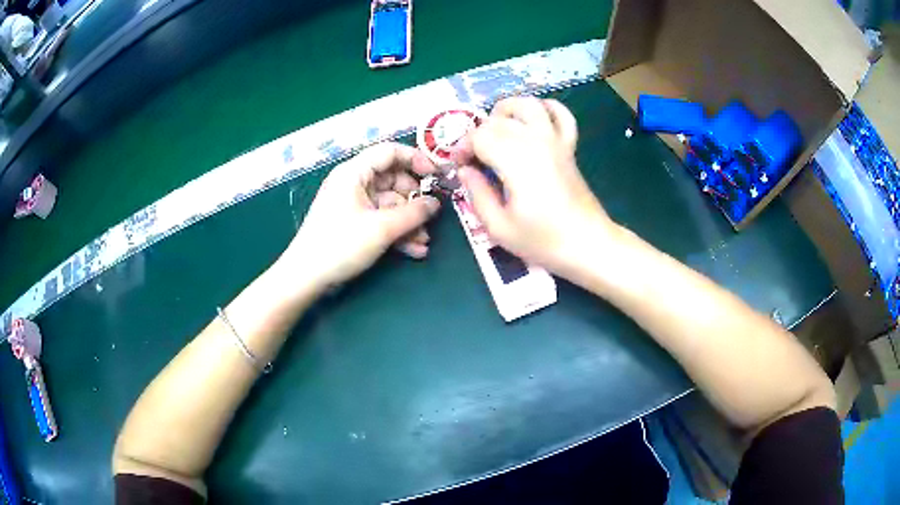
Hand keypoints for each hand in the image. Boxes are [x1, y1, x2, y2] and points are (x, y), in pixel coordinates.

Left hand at [280, 142, 440, 288]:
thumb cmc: (341, 244)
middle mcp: (354, 183)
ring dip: (409, 221)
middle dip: (414, 199)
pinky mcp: (353, 224)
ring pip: (389, 204)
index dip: (416, 160)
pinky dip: (397, 232)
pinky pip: (381, 220)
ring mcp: (353, 204)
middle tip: (432, 215)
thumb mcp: (381, 228)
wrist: (306, 277)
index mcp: (354, 172)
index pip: (390, 152)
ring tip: (424, 241)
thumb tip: (435, 203)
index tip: (437, 176)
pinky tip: (414, 250)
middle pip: (393, 180)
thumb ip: (413, 213)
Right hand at [454, 97, 617, 275]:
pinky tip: (534, 120)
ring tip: (496, 130)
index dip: (462, 148)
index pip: (479, 136)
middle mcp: (535, 141)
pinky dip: (546, 108)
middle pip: (497, 120)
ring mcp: (555, 140)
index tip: (460, 167)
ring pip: (527, 104)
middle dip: (478, 133)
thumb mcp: (499, 228)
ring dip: (506, 110)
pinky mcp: (569, 146)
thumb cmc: (543, 241)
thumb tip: (465, 171)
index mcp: (515, 161)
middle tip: (474, 159)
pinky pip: (561, 114)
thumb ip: (477, 194)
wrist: (588, 244)